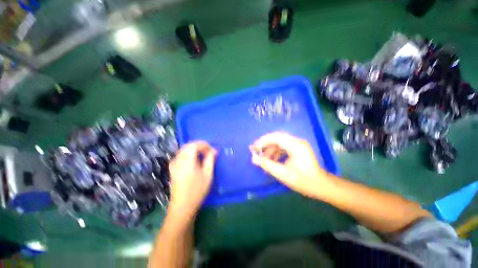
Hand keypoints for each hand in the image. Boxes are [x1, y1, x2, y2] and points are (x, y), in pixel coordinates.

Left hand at [168, 141, 216, 217]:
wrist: (182, 206)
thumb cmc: (197, 190)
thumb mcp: (207, 174)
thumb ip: (210, 160)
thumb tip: (214, 150)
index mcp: (187, 161)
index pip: (194, 145)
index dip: (204, 145)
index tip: (212, 150)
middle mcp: (178, 160)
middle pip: (188, 146)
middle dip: (199, 146)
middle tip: (208, 151)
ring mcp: (174, 164)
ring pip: (184, 149)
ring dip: (194, 149)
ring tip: (203, 155)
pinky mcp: (172, 168)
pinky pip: (180, 155)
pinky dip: (188, 153)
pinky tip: (194, 159)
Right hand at [250, 132, 333, 199]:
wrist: (320, 186)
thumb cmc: (303, 181)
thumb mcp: (283, 174)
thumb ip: (267, 165)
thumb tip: (253, 158)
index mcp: (296, 146)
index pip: (276, 137)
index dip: (263, 141)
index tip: (253, 148)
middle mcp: (297, 141)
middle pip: (277, 137)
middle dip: (264, 143)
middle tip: (255, 149)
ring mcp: (298, 144)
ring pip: (279, 141)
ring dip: (269, 148)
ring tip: (263, 158)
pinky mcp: (297, 148)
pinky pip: (283, 146)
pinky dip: (275, 151)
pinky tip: (271, 159)